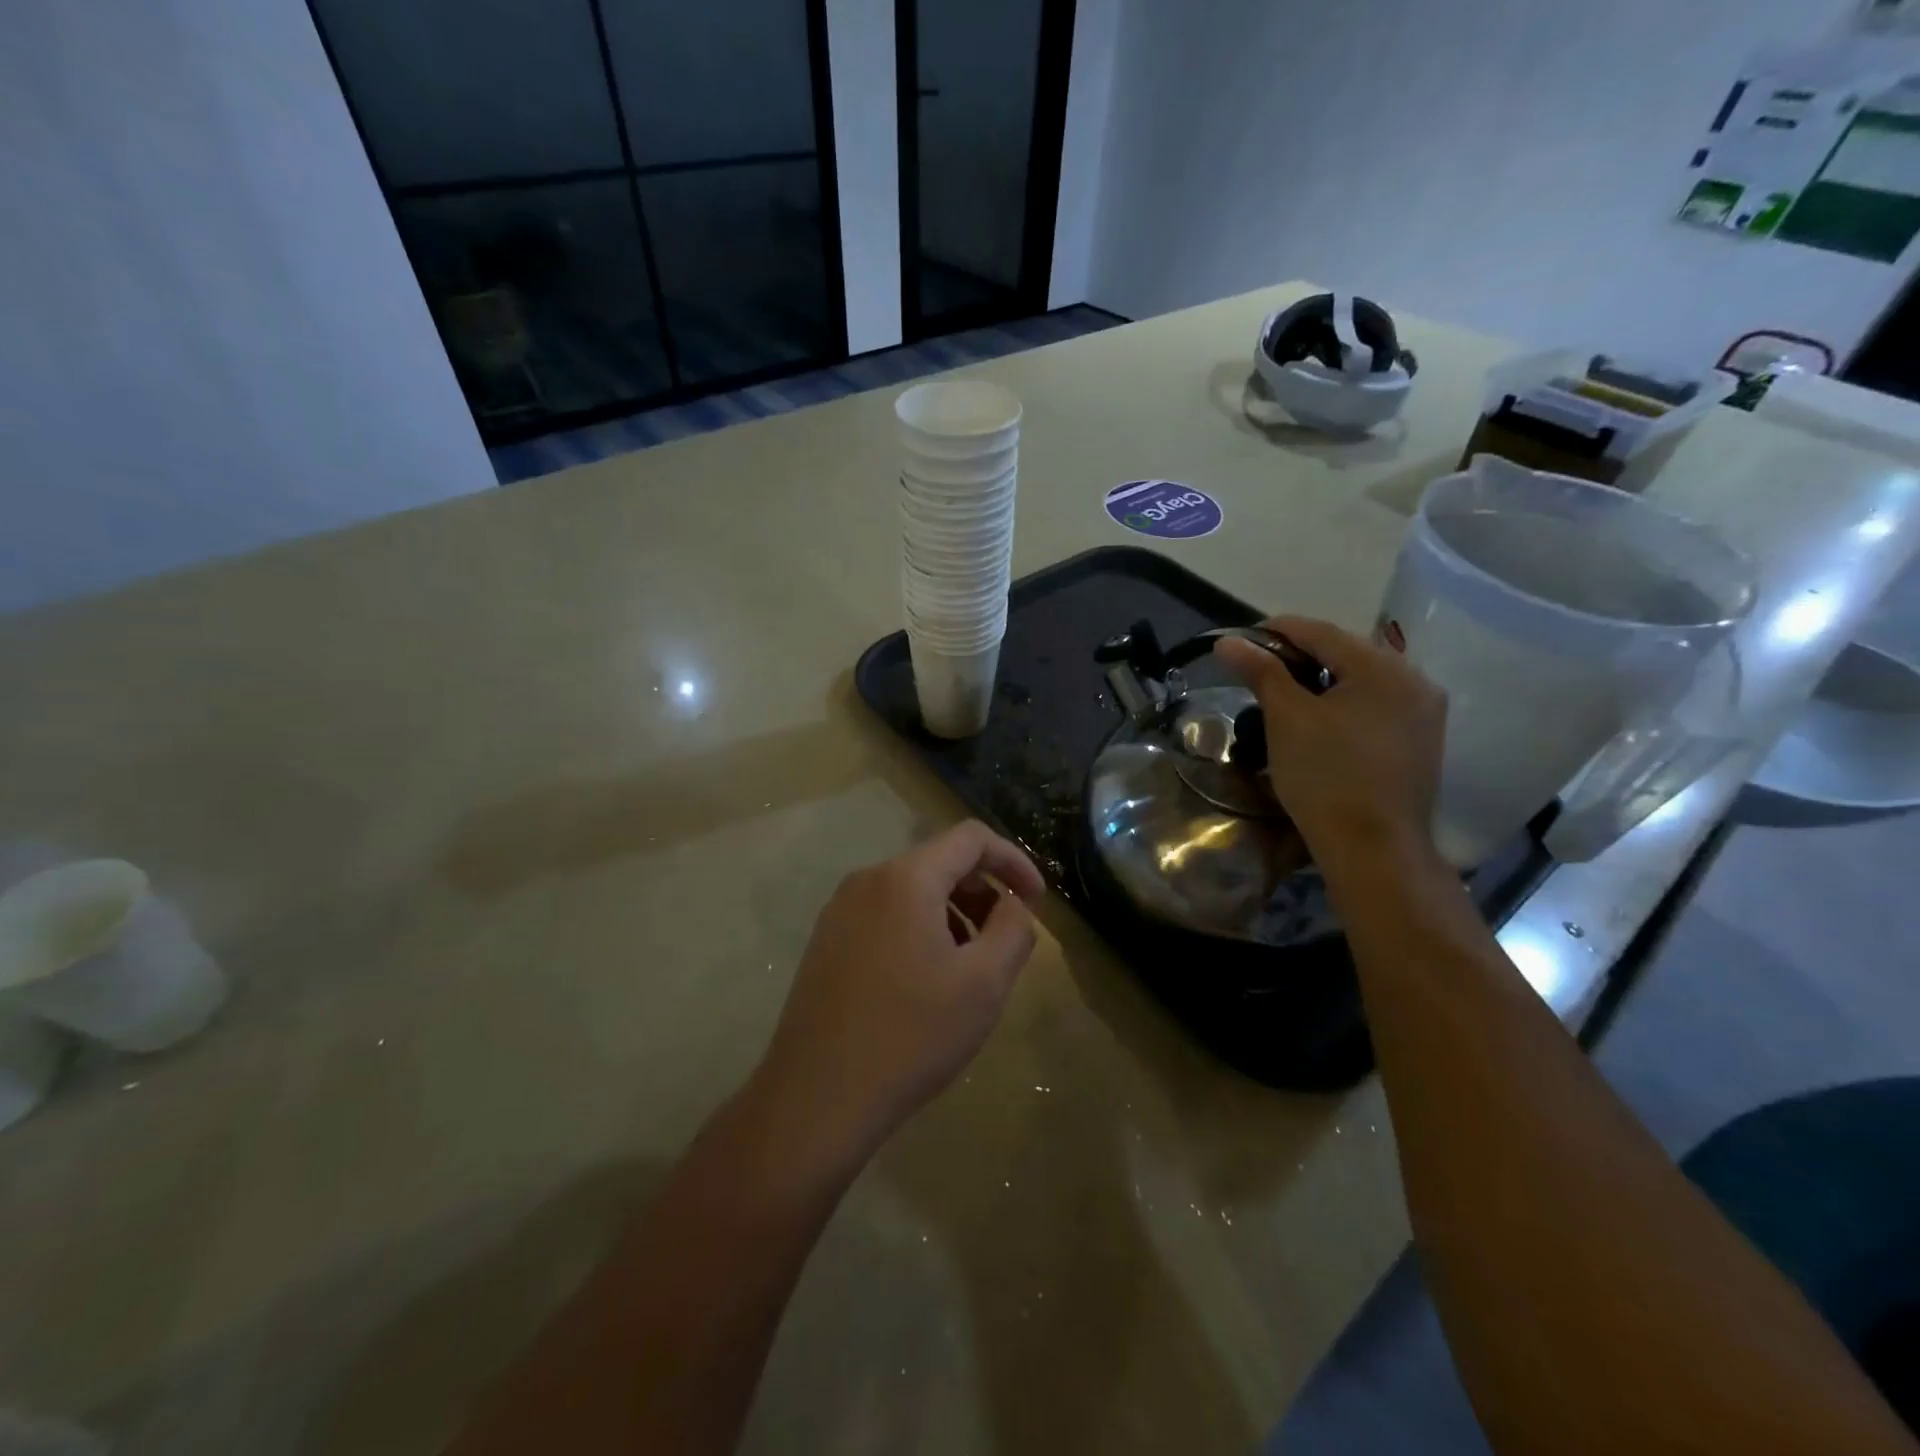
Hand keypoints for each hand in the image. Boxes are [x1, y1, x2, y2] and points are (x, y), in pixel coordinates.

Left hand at [753, 821, 1045, 1163]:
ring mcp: (840, 910)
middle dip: (982, 892)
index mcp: (906, 878)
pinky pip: (886, 915)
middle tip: (1004, 941)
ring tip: (968, 968)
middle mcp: (867, 880)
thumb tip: (1013, 905)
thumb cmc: (911, 1035)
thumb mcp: (984, 983)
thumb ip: (1013, 929)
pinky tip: (926, 982)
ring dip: (952, 914)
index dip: (1013, 861)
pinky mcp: (827, 940)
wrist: (817, 1097)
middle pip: (940, 862)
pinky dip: (919, 929)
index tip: (1037, 901)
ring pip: (912, 891)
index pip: (971, 838)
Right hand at [1215, 616, 1446, 872]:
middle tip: (1257, 671)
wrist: (1373, 849)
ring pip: (1361, 680)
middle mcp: (1414, 680)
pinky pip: (1376, 705)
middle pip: (1346, 652)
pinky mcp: (1422, 740)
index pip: (1322, 632)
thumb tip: (1228, 643)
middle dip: (1299, 657)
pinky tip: (1319, 721)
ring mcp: (1424, 712)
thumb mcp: (1286, 719)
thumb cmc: (1326, 777)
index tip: (1240, 642)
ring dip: (1321, 681)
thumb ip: (1261, 672)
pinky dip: (1343, 703)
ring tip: (1283, 696)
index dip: (1276, 631)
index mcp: (1384, 667)